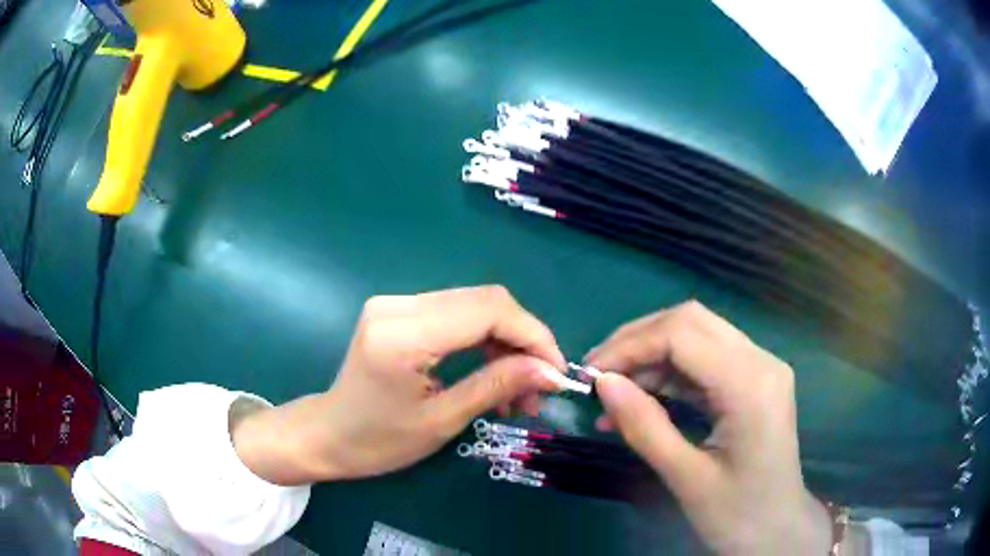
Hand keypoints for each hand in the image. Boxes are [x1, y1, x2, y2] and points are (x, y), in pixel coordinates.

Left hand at [234, 286, 565, 484]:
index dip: (532, 336)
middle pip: (485, 300)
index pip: (488, 310)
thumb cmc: (377, 442)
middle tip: (539, 385)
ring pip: (474, 305)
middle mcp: (399, 305)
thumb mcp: (441, 421)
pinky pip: (456, 314)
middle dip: (523, 340)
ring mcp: (396, 303)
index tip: (556, 372)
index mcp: (403, 334)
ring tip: (518, 388)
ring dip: (505, 342)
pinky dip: (484, 340)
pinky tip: (493, 372)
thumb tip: (550, 370)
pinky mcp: (398, 311)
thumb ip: (496, 386)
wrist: (327, 434)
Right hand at [586, 301, 830, 554]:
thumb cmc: (737, 514)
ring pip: (697, 336)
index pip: (682, 334)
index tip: (590, 375)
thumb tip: (603, 384)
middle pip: (691, 321)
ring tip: (614, 390)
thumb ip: (644, 427)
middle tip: (599, 372)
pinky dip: (670, 374)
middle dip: (639, 340)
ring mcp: (760, 369)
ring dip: (652, 356)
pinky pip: (706, 361)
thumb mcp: (686, 478)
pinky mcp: (753, 382)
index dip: (631, 346)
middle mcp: (760, 361)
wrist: (777, 531)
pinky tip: (643, 398)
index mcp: (750, 384)